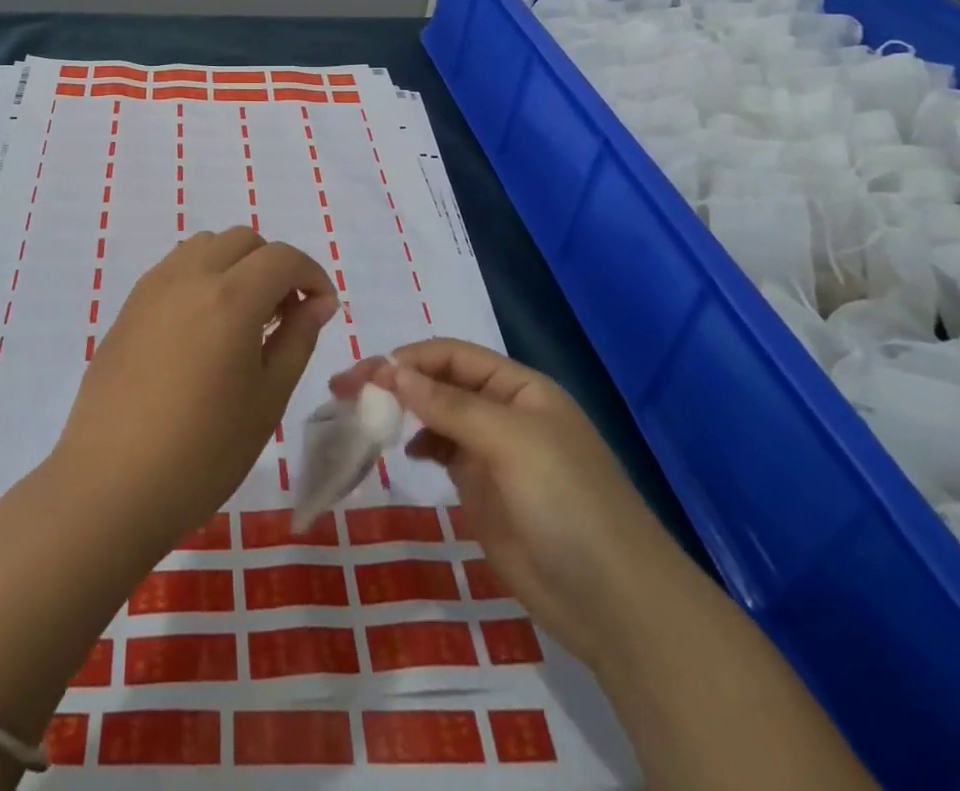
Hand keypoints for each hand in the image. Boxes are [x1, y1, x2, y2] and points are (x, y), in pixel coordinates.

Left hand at [51, 228, 338, 562]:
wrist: (111, 485)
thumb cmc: (202, 452)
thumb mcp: (267, 400)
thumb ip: (297, 339)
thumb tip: (318, 303)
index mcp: (230, 298)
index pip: (283, 258)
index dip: (312, 276)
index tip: (323, 309)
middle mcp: (190, 277)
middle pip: (244, 240)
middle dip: (275, 265)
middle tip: (284, 315)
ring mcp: (153, 287)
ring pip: (206, 245)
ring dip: (236, 265)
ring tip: (243, 318)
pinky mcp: (129, 306)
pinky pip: (175, 267)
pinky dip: (203, 276)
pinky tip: (203, 328)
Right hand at [331, 339, 669, 660]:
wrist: (615, 604)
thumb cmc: (568, 504)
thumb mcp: (511, 442)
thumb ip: (450, 405)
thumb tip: (392, 371)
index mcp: (518, 387)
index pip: (451, 356)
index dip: (407, 360)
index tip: (364, 377)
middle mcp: (502, 411)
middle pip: (438, 382)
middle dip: (394, 381)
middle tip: (344, 391)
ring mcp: (491, 453)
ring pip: (435, 416)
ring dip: (401, 410)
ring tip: (363, 418)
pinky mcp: (482, 491)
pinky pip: (441, 453)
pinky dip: (417, 444)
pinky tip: (403, 451)